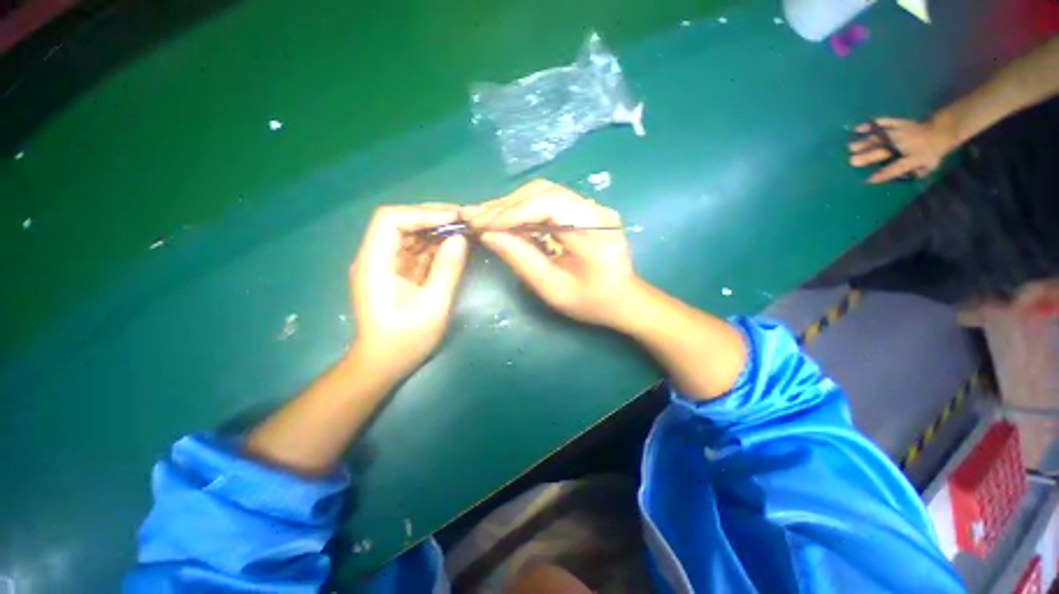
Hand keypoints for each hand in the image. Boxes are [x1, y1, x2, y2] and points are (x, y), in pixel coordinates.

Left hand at [349, 205, 467, 378]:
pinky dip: (435, 247)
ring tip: (464, 231)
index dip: (422, 213)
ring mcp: (386, 266)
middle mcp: (376, 258)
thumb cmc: (405, 340)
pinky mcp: (396, 274)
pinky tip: (455, 247)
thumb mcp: (432, 306)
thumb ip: (447, 270)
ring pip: (410, 236)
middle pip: (400, 223)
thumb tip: (460, 239)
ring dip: (436, 232)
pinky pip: (416, 252)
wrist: (383, 364)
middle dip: (433, 219)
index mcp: (375, 263)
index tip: (453, 218)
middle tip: (464, 221)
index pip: (390, 219)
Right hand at [466, 179, 638, 326]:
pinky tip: (504, 218)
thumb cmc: (591, 302)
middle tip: (473, 218)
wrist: (623, 299)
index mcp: (596, 231)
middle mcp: (596, 210)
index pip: (548, 205)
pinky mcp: (584, 209)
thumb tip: (488, 235)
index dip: (511, 212)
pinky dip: (522, 208)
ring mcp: (591, 206)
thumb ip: (522, 259)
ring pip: (543, 192)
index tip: (480, 223)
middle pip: (544, 192)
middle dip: (505, 205)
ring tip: (483, 218)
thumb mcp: (553, 289)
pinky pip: (548, 201)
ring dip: (511, 204)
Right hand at [848, 117, 956, 182]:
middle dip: (868, 156)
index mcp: (914, 158)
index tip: (869, 179)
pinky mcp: (898, 123)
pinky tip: (859, 127)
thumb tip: (904, 177)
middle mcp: (905, 145)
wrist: (943, 130)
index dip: (883, 174)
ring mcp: (901, 132)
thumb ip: (917, 172)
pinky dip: (872, 124)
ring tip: (850, 146)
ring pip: (880, 138)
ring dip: (864, 142)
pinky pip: (884, 122)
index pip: (897, 168)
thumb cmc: (933, 151)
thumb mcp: (930, 165)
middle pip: (884, 151)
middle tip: (852, 160)